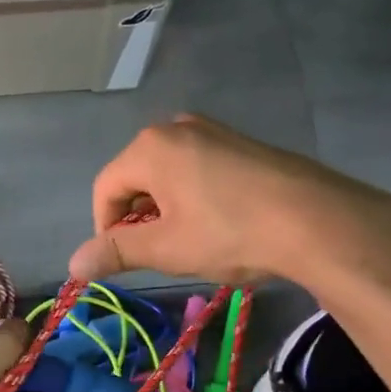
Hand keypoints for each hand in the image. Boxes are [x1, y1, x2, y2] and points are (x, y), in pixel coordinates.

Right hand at [68, 114, 390, 289]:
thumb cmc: (229, 232)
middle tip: (158, 254)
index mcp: (150, 147)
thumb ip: (116, 251)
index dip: (105, 229)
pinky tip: (218, 226)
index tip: (123, 260)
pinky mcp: (241, 144)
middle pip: (135, 178)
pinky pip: (198, 170)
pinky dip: (193, 198)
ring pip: (168, 175)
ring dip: (166, 211)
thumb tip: (73, 264)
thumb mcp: (165, 248)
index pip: (105, 189)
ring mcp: (213, 132)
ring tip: (189, 243)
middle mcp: (176, 128)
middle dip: (137, 218)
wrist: (317, 220)